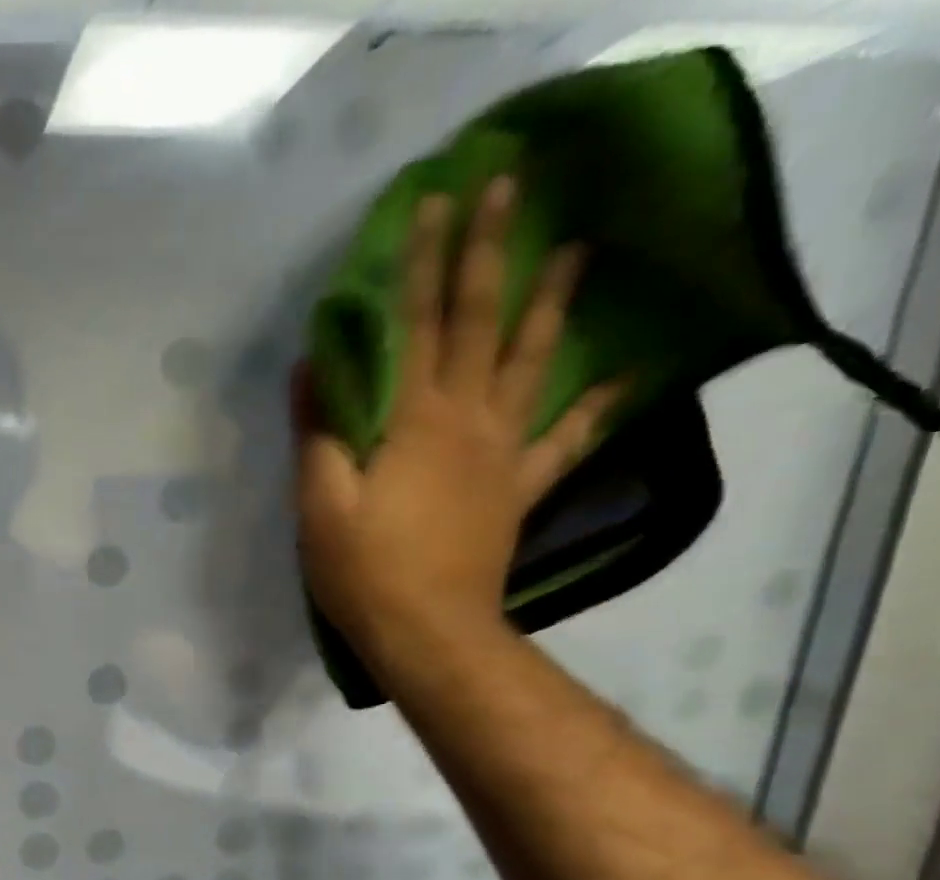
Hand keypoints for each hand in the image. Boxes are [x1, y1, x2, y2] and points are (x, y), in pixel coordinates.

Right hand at [294, 176, 624, 658]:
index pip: (418, 325)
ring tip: (579, 251)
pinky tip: (627, 376)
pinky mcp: (519, 489)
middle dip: (493, 253)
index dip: (425, 262)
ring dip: (553, 304)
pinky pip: (567, 440)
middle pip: (482, 324)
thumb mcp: (320, 504)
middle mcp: (467, 421)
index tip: (437, 199)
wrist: (427, 632)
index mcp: (414, 421)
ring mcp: (502, 454)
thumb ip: (318, 433)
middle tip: (513, 187)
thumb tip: (311, 365)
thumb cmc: (363, 570)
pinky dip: (598, 406)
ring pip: (534, 365)